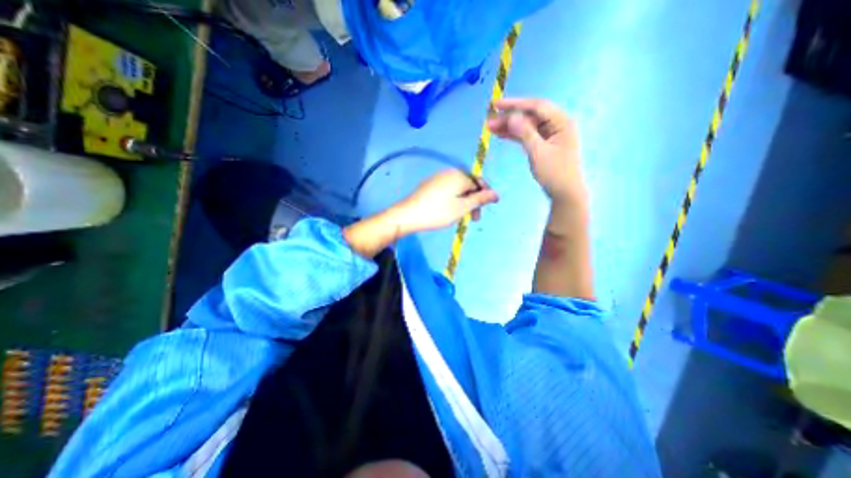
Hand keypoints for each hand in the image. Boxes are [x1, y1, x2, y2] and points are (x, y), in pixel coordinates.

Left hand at [392, 168, 500, 233]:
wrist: (408, 215)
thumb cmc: (438, 212)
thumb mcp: (462, 208)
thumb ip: (480, 199)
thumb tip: (496, 194)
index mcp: (459, 175)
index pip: (479, 183)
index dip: (485, 196)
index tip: (486, 210)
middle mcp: (450, 172)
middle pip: (469, 185)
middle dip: (474, 201)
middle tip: (474, 219)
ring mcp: (438, 178)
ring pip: (458, 189)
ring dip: (464, 202)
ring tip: (461, 217)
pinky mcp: (430, 184)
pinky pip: (448, 190)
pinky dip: (453, 200)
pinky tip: (449, 211)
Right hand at [489, 97, 589, 202]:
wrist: (564, 193)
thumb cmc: (555, 173)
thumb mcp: (538, 152)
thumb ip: (525, 133)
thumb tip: (511, 117)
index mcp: (561, 122)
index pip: (537, 107)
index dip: (515, 104)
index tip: (496, 105)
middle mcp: (556, 124)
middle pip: (530, 116)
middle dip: (509, 118)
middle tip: (489, 121)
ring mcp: (549, 135)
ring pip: (526, 126)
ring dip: (509, 127)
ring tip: (490, 128)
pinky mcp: (543, 145)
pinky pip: (527, 136)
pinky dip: (514, 136)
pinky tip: (501, 135)